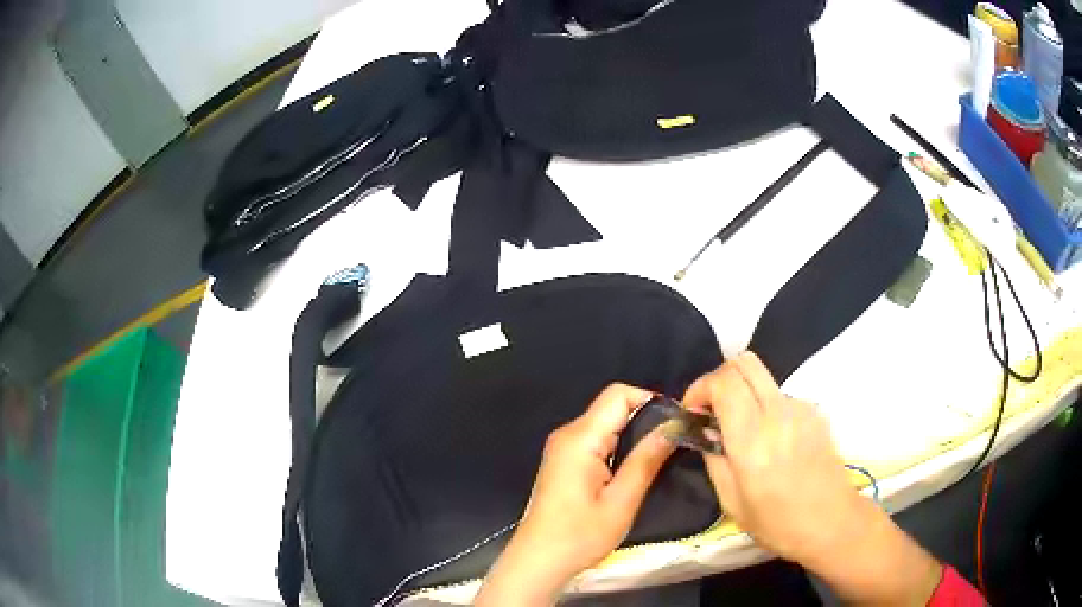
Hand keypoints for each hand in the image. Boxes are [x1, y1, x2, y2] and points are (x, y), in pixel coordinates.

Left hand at [474, 384, 675, 605]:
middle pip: (611, 406)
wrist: (539, 560)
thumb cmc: (579, 536)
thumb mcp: (621, 501)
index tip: (677, 420)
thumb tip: (673, 426)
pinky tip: (633, 466)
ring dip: (633, 433)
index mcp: (580, 438)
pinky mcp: (562, 461)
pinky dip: (618, 444)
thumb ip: (646, 460)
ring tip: (660, 453)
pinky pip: (595, 439)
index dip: (651, 400)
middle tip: (675, 439)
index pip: (618, 395)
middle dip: (645, 417)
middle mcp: (568, 434)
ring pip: (604, 423)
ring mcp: (562, 447)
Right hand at [684, 352, 941, 604]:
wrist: (832, 521)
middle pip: (744, 362)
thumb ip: (714, 457)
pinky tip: (771, 440)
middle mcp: (778, 413)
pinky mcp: (815, 411)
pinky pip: (780, 396)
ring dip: (744, 394)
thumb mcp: (731, 501)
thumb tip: (705, 430)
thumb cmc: (777, 522)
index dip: (700, 388)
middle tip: (712, 409)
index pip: (723, 381)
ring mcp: (801, 408)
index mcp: (753, 439)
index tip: (693, 411)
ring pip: (762, 378)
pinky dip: (766, 407)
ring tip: (744, 432)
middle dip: (720, 378)